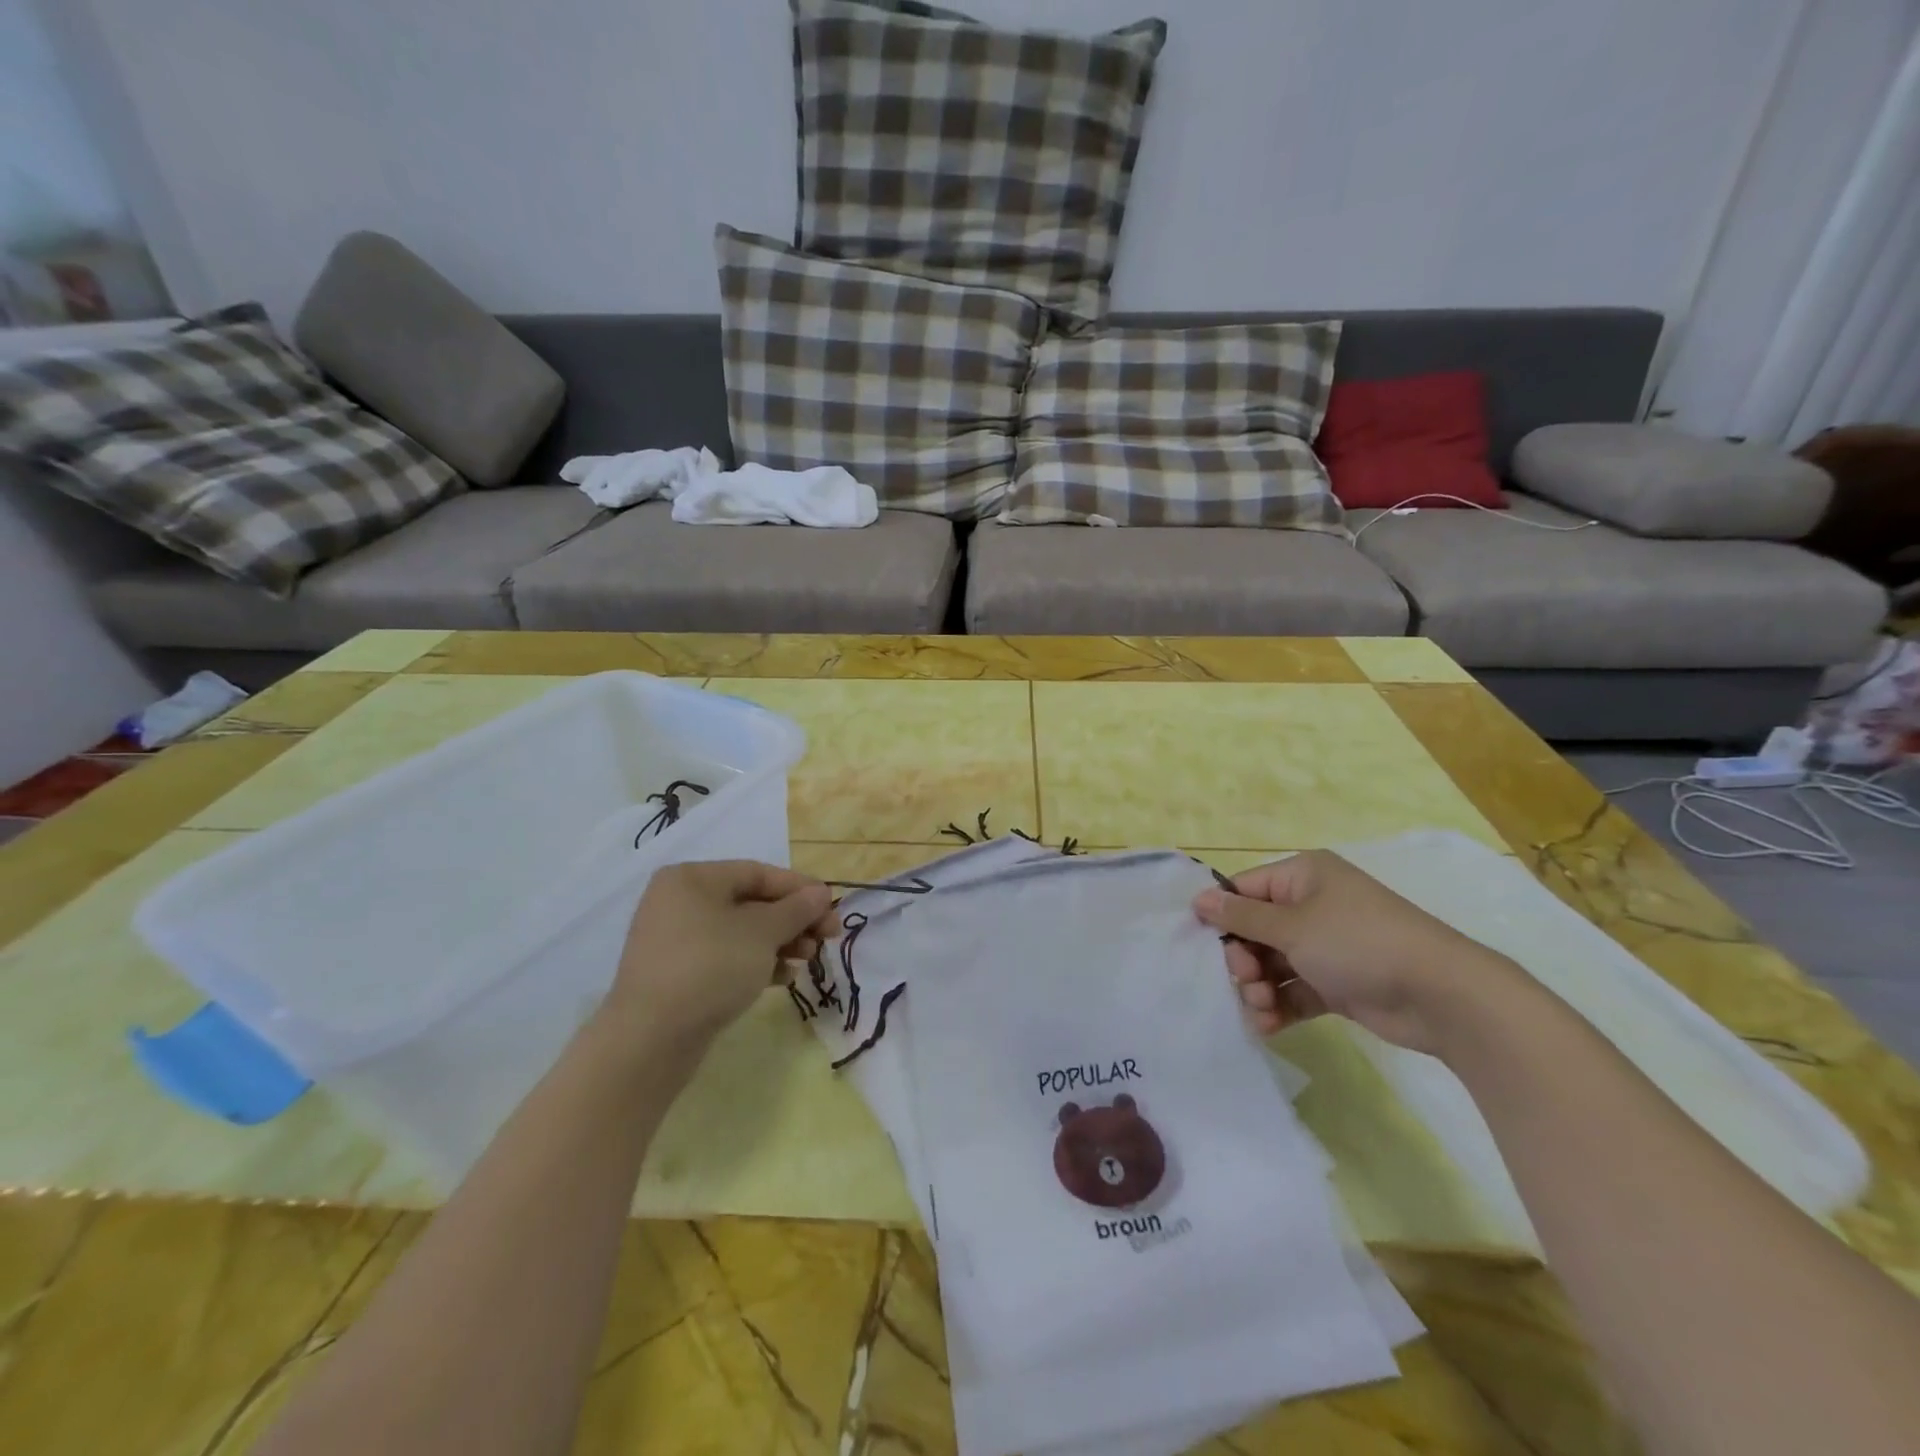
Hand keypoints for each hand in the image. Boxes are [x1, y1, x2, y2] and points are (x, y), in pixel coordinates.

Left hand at [601, 861, 838, 1053]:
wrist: (650, 1039)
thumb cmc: (710, 967)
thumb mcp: (762, 933)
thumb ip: (796, 909)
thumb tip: (821, 893)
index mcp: (693, 878)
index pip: (758, 873)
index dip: (800, 888)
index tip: (832, 907)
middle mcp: (679, 902)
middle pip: (751, 903)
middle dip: (793, 920)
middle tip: (828, 938)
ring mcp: (675, 940)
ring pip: (741, 932)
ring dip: (780, 943)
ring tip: (808, 960)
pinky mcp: (677, 974)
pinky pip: (725, 957)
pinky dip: (756, 963)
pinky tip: (782, 979)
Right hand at [1193, 850, 1519, 1053]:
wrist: (1441, 995)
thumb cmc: (1358, 943)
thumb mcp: (1292, 926)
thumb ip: (1242, 916)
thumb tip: (1199, 898)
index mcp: (1303, 877)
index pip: (1245, 889)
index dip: (1222, 916)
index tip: (1202, 946)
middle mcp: (1313, 906)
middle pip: (1256, 930)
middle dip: (1244, 959)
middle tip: (1246, 980)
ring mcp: (1327, 945)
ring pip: (1274, 963)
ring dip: (1260, 988)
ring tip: (1262, 1008)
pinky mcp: (1338, 983)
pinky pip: (1296, 989)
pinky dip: (1281, 1006)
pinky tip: (1268, 1026)